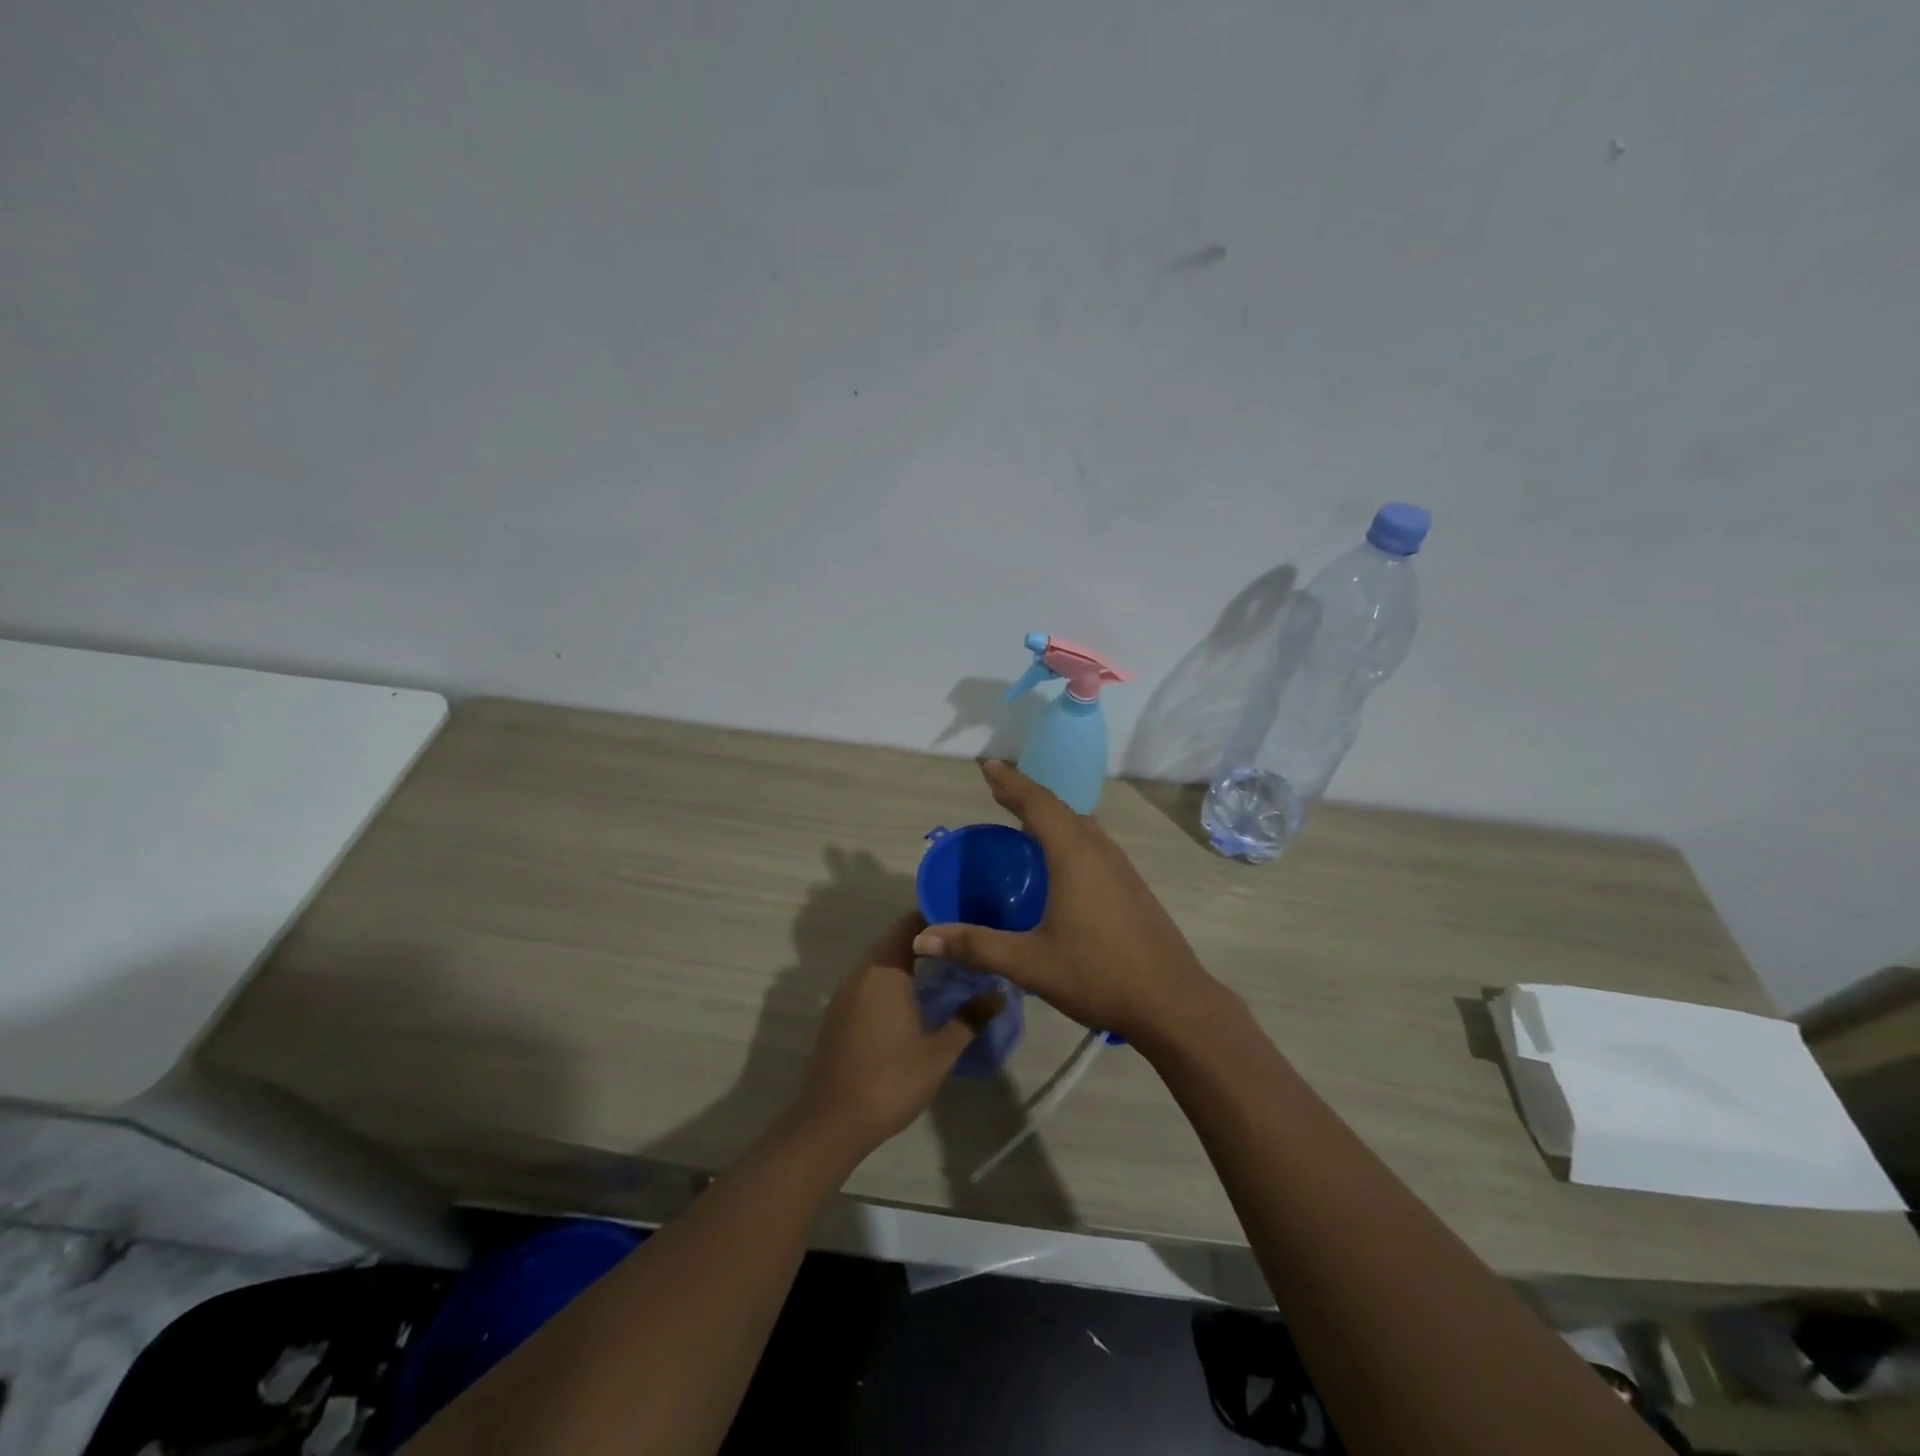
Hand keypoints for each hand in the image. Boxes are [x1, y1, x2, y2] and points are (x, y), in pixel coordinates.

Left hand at [788, 913, 1002, 1160]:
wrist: (831, 1122)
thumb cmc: (890, 1081)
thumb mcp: (939, 1052)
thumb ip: (970, 1018)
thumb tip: (999, 993)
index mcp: (885, 970)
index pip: (911, 924)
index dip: (938, 916)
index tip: (967, 918)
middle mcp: (862, 971)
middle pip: (896, 939)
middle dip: (928, 939)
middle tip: (964, 944)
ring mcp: (845, 992)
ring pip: (881, 960)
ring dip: (909, 959)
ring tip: (946, 967)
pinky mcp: (838, 1012)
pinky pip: (869, 980)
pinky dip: (892, 978)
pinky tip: (914, 997)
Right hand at [912, 761, 1225, 1044]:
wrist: (1173, 1002)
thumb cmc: (1098, 975)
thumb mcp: (1030, 963)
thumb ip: (976, 946)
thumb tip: (922, 940)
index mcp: (1075, 856)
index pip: (1038, 804)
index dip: (1011, 782)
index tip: (988, 765)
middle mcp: (1100, 851)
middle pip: (1060, 808)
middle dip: (1026, 794)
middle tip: (997, 790)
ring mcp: (1121, 868)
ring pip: (1081, 825)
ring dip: (1051, 814)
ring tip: (1024, 819)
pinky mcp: (1132, 886)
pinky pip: (1093, 844)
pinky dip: (1068, 835)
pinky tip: (1061, 861)